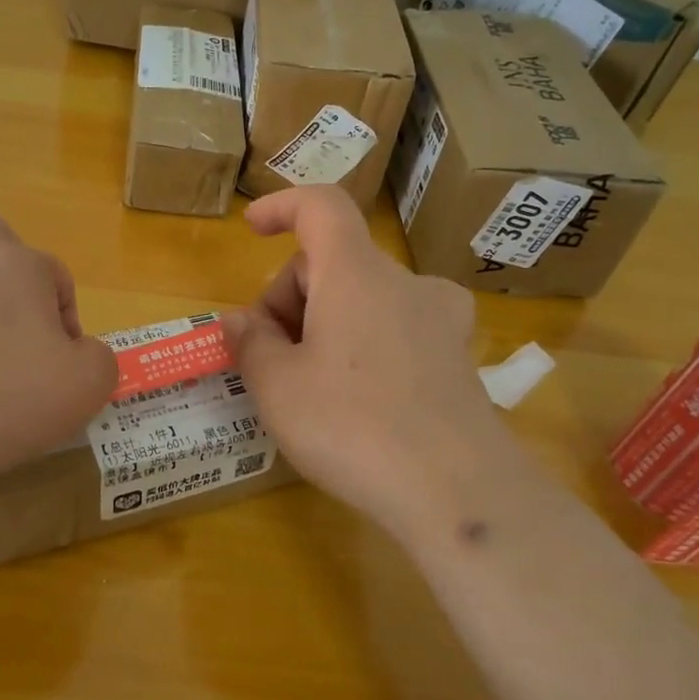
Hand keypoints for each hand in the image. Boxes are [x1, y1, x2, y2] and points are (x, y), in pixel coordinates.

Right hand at [220, 188, 515, 541]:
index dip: (282, 205)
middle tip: (268, 358)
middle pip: (334, 262)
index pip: (321, 206)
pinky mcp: (456, 356)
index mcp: (356, 274)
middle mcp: (405, 282)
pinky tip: (357, 396)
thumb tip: (239, 321)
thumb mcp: (278, 388)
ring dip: (325, 321)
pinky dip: (363, 342)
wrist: (459, 494)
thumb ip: (250, 343)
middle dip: (291, 297)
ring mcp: (439, 319)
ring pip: (364, 296)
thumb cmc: (353, 427)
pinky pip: (395, 327)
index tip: (252, 228)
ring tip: (309, 385)